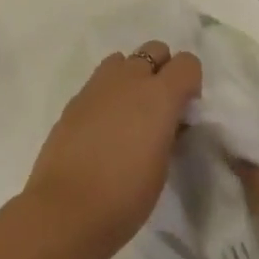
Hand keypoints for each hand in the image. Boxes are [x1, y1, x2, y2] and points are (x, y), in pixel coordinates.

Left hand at [25, 41, 201, 258]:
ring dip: (133, 76)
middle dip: (163, 70)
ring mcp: (96, 87)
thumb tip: (166, 121)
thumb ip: (168, 131)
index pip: (187, 63)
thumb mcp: (162, 165)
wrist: (67, 210)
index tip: (185, 111)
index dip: (191, 83)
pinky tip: (104, 127)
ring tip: (130, 113)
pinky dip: (108, 94)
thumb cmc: (126, 196)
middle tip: (159, 107)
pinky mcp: (74, 100)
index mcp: (159, 96)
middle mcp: (128, 80)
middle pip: (155, 49)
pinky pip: (99, 82)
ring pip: (123, 60)